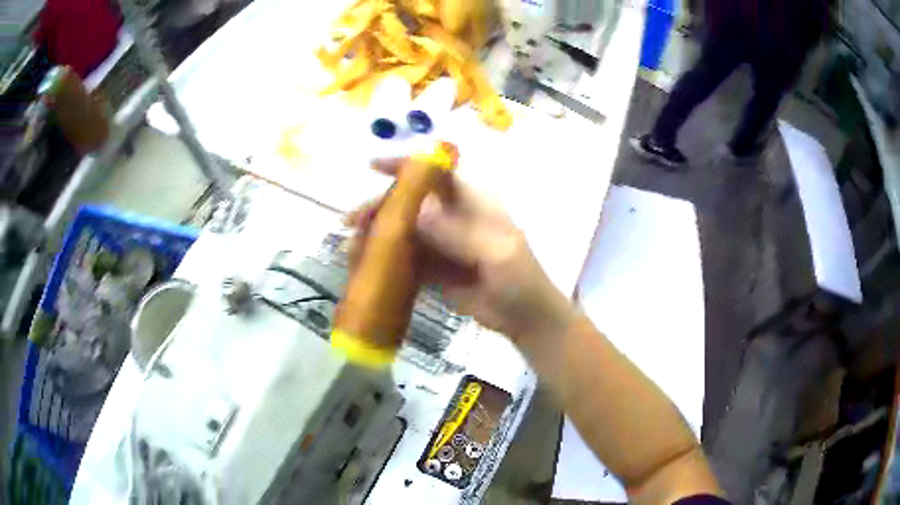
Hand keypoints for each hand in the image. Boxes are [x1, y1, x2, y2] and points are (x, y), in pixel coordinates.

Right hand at [345, 158, 574, 341]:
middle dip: (381, 208)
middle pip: (412, 204)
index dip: (407, 167)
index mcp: (474, 203)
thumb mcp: (498, 253)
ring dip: (378, 237)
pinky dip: (386, 262)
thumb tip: (416, 213)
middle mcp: (454, 218)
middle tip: (353, 222)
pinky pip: (406, 260)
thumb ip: (459, 234)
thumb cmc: (521, 279)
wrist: (525, 319)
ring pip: (404, 232)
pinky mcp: (435, 270)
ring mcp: (443, 245)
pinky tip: (366, 267)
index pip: (437, 175)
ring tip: (352, 248)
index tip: (374, 167)